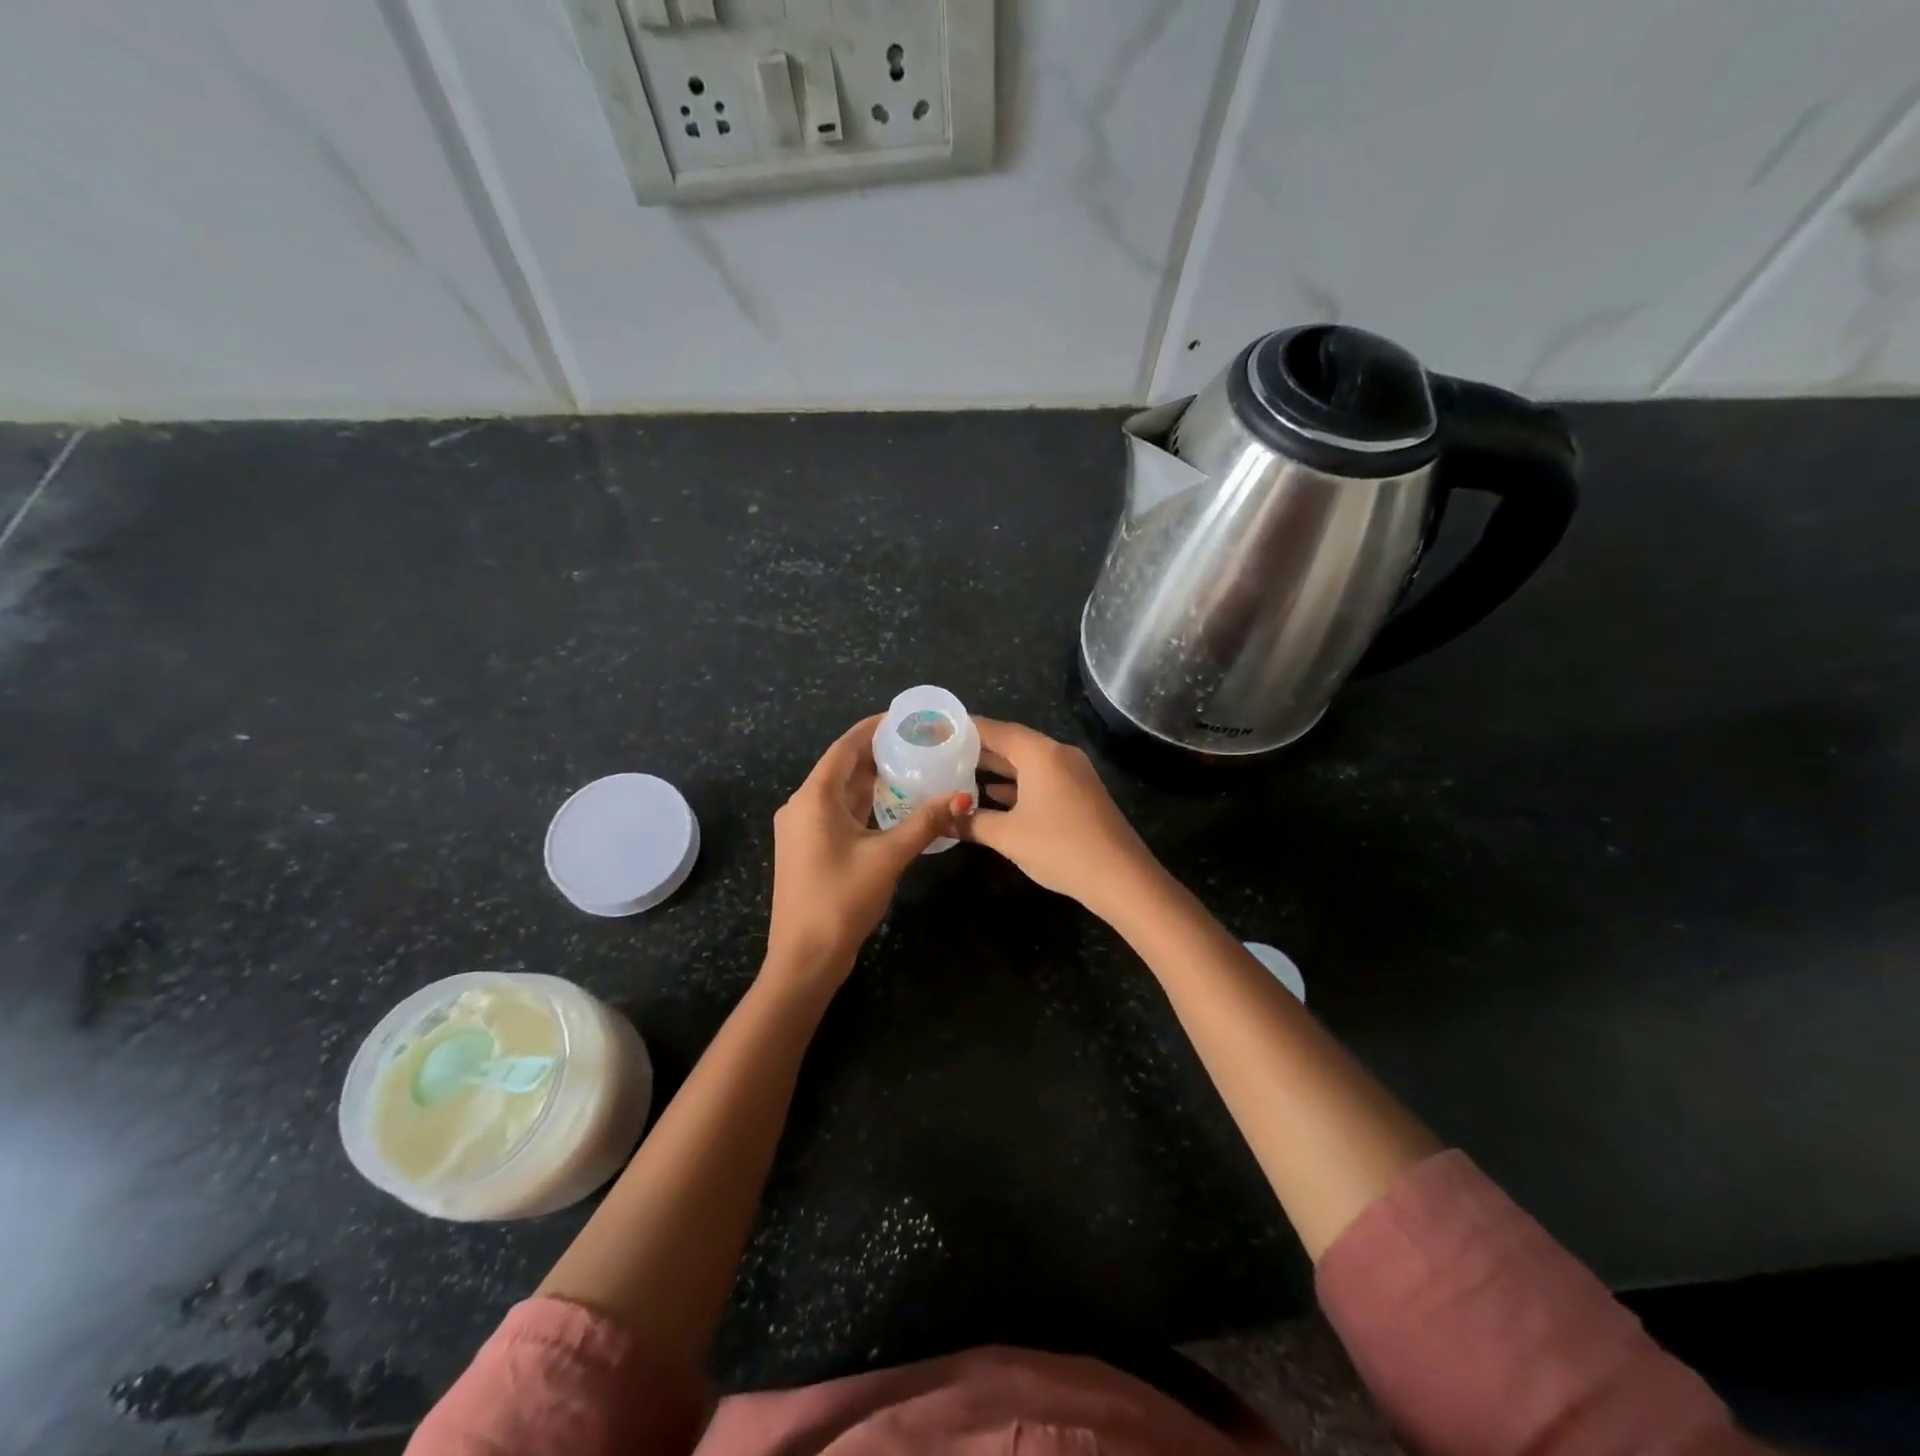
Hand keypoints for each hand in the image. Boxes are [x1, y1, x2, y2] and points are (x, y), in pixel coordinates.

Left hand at [766, 715, 970, 984]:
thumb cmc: (842, 899)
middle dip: (877, 754)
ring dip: (872, 781)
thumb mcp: (888, 857)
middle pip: (842, 767)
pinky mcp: (807, 848)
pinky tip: (893, 806)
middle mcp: (802, 805)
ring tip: (912, 769)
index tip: (903, 718)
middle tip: (917, 745)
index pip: (844, 747)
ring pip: (840, 792)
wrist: (805, 957)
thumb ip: (925, 823)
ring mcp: (802, 829)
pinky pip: (837, 813)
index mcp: (814, 798)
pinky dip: (864, 805)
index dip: (872, 728)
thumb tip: (962, 797)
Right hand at [953, 718, 1162, 919]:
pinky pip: (1042, 779)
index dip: (965, 729)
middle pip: (1012, 743)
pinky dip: (1017, 785)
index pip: (996, 730)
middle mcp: (1058, 755)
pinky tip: (994, 798)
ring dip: (997, 770)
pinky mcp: (1080, 794)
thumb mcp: (1008, 837)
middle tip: (943, 754)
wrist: (1121, 878)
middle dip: (979, 750)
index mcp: (1040, 754)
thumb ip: (971, 824)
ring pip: (1027, 763)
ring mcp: (1073, 774)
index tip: (938, 730)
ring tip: (960, 774)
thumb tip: (941, 820)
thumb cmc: (1060, 847)